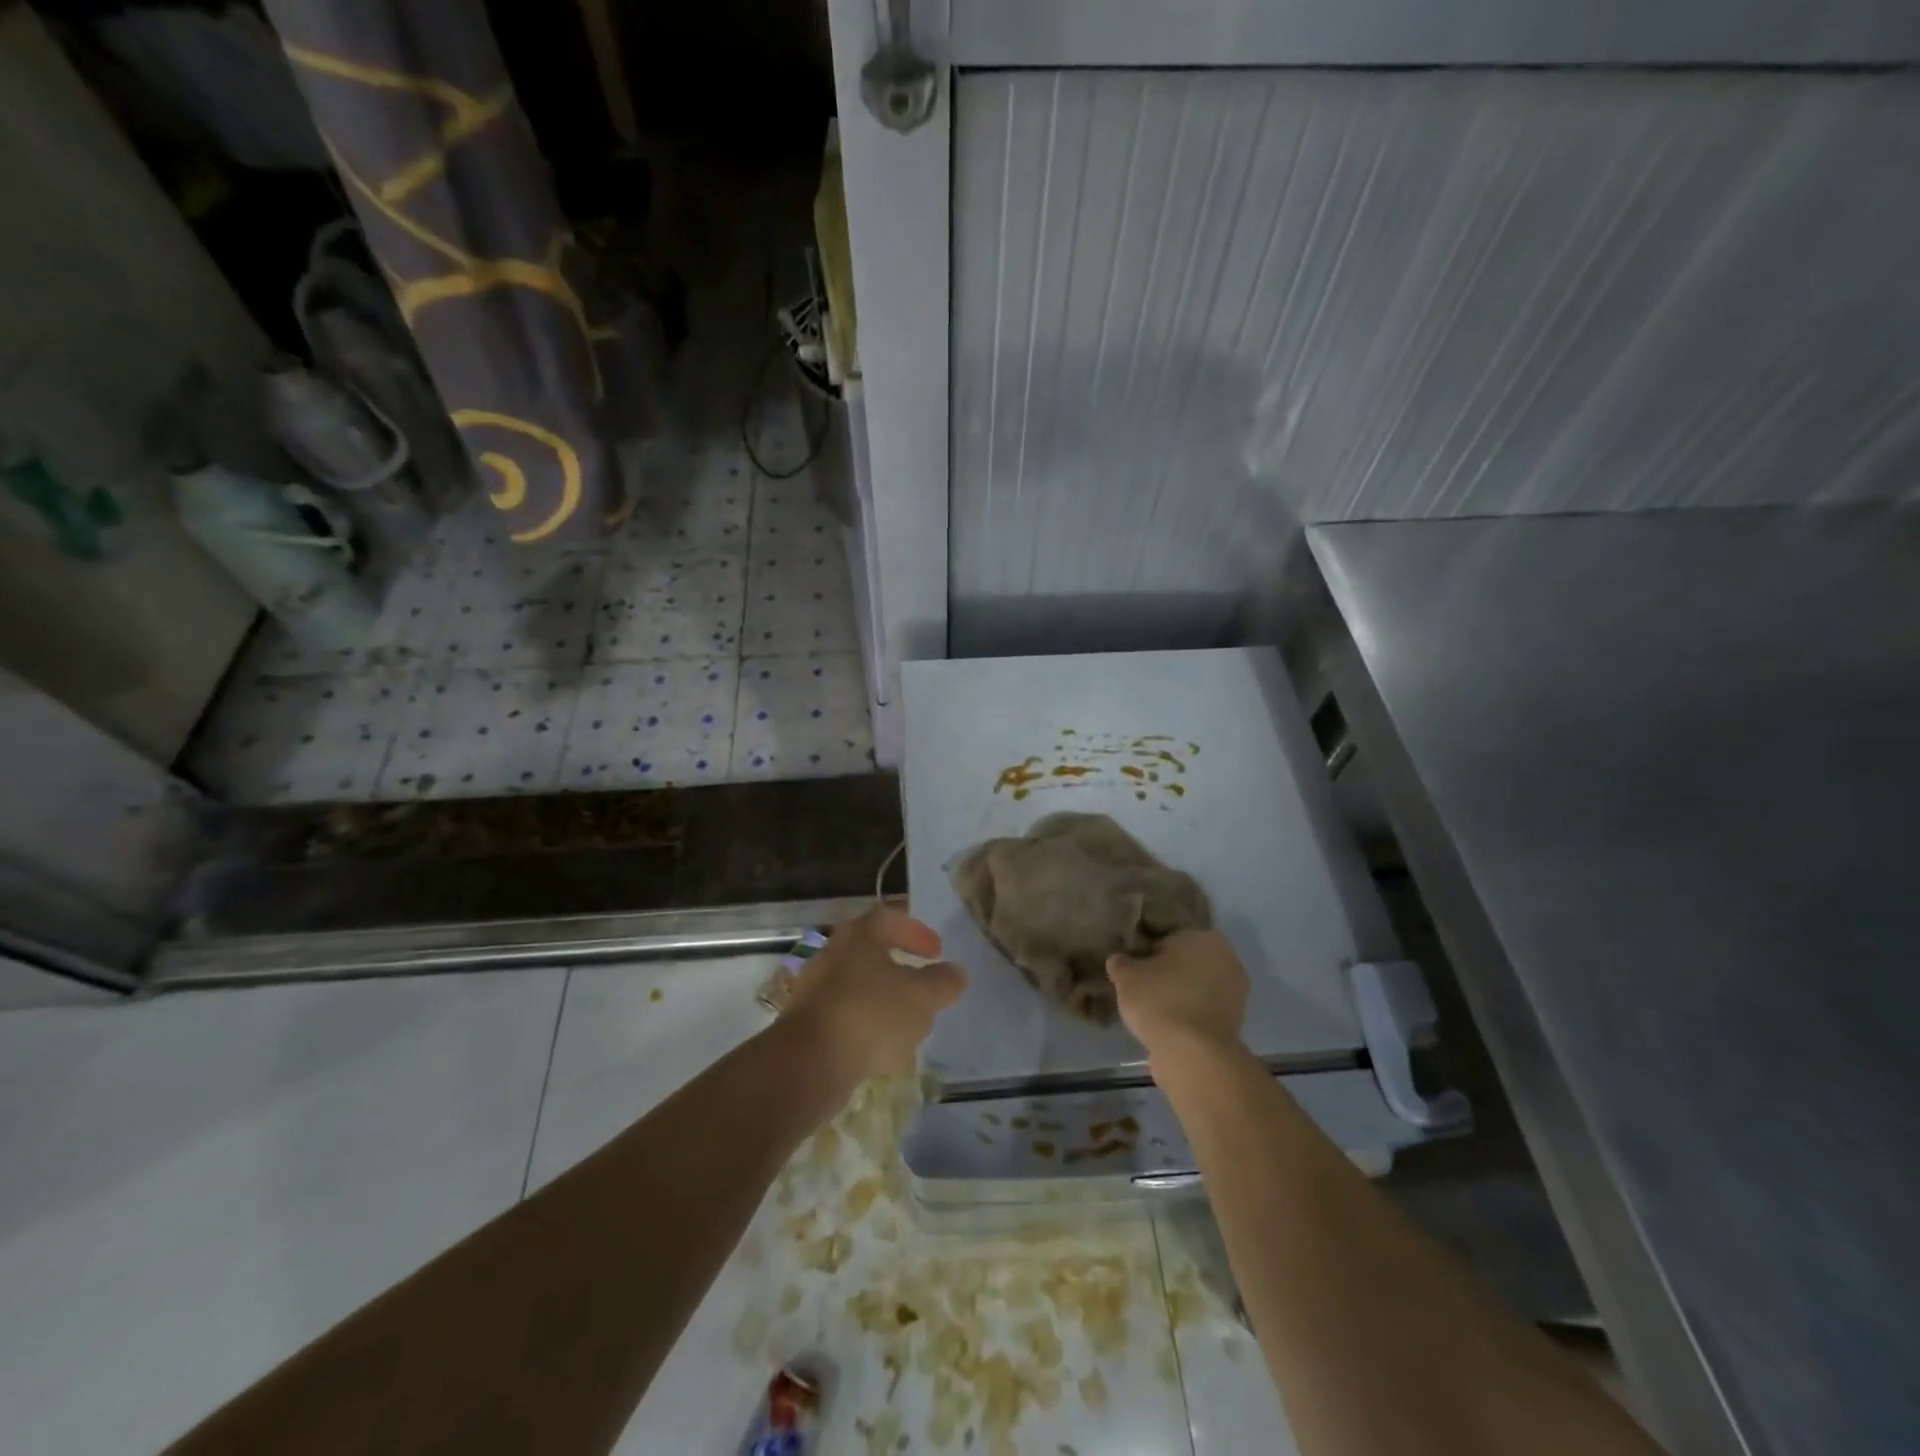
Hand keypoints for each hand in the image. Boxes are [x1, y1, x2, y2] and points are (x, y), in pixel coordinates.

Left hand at [785, 906, 966, 1090]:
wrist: (809, 1063)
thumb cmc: (871, 1015)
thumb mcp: (921, 997)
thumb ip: (943, 982)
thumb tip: (956, 971)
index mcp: (860, 935)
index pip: (890, 917)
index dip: (917, 931)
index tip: (937, 952)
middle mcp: (834, 952)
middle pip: (871, 949)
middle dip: (900, 964)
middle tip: (923, 981)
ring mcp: (817, 987)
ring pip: (858, 982)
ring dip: (884, 995)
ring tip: (908, 1018)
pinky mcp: (808, 1021)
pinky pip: (845, 1012)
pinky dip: (866, 1020)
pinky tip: (882, 1044)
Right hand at [1107, 929, 1249, 1069]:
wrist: (1193, 1054)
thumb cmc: (1160, 1000)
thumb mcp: (1126, 976)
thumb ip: (1121, 962)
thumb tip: (1119, 960)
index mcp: (1204, 937)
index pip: (1169, 936)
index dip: (1148, 950)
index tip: (1133, 966)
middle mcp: (1228, 959)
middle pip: (1186, 962)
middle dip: (1167, 972)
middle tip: (1140, 986)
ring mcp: (1235, 994)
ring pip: (1196, 987)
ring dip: (1178, 995)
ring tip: (1151, 1009)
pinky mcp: (1234, 1024)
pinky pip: (1202, 1011)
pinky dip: (1187, 1015)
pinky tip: (1166, 1026)